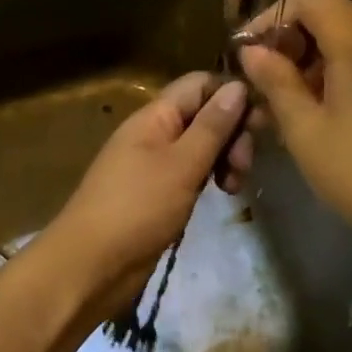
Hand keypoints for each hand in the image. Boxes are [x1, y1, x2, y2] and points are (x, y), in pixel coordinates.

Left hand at [40, 72, 251, 318]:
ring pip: (201, 146)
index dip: (232, 94)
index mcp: (154, 116)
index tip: (261, 123)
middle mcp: (155, 133)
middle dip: (232, 133)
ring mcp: (155, 165)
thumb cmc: (137, 208)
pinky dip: (210, 178)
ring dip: (225, 158)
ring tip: (234, 187)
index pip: (200, 85)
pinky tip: (223, 194)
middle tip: (244, 166)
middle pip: (204, 115)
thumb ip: (212, 126)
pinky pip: (191, 173)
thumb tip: (239, 86)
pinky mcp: (158, 194)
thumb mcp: (182, 164)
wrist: (91, 266)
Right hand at [238, 0, 351, 259]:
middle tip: (263, 83)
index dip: (274, 14)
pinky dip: (337, 75)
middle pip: (331, 13)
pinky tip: (320, 115)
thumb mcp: (304, 129)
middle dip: (290, 40)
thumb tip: (252, 50)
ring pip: (349, 39)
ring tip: (285, 106)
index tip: (250, 53)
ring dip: (311, 61)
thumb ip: (275, 81)